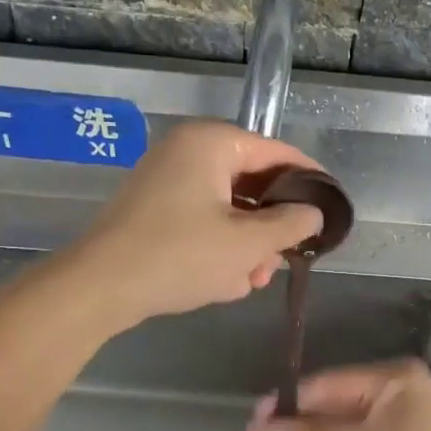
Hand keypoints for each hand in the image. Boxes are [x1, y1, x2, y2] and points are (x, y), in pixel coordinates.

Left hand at [66, 121, 324, 330]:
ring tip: (251, 280)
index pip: (278, 153)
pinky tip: (224, 281)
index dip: (310, 180)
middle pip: (252, 183)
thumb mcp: (247, 244)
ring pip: (228, 207)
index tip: (332, 209)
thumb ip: (290, 224)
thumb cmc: (179, 256)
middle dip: (270, 226)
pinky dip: (218, 246)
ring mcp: (167, 178)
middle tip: (285, 259)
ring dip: (246, 244)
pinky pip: (201, 219)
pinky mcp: (154, 207)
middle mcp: (188, 151)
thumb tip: (313, 213)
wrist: (98, 288)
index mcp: (212, 143)